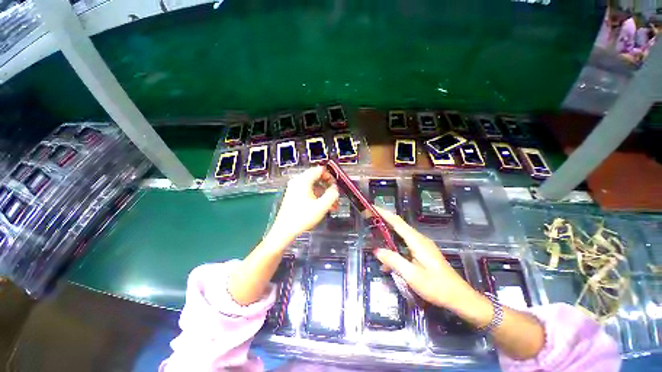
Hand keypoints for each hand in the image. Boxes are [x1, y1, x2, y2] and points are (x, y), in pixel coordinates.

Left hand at [267, 166, 338, 243]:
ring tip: (332, 205)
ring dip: (324, 193)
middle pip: (317, 178)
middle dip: (328, 187)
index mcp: (303, 181)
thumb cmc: (302, 218)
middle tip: (335, 195)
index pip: (319, 170)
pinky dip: (317, 197)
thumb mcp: (322, 206)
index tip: (336, 185)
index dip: (330, 176)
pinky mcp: (294, 196)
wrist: (285, 230)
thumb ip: (332, 195)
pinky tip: (323, 207)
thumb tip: (335, 188)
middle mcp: (298, 182)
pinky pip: (309, 192)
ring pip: (314, 186)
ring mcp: (295, 189)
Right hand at [373, 206, 475, 309]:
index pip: (397, 221)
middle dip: (383, 220)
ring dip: (387, 236)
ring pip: (400, 236)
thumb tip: (376, 251)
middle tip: (368, 219)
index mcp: (417, 241)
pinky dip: (394, 250)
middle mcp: (419, 239)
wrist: (460, 298)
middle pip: (398, 225)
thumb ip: (394, 261)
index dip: (383, 213)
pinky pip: (404, 246)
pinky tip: (388, 264)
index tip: (371, 207)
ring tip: (374, 240)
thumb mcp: (412, 276)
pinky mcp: (422, 253)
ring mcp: (421, 246)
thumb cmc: (437, 287)